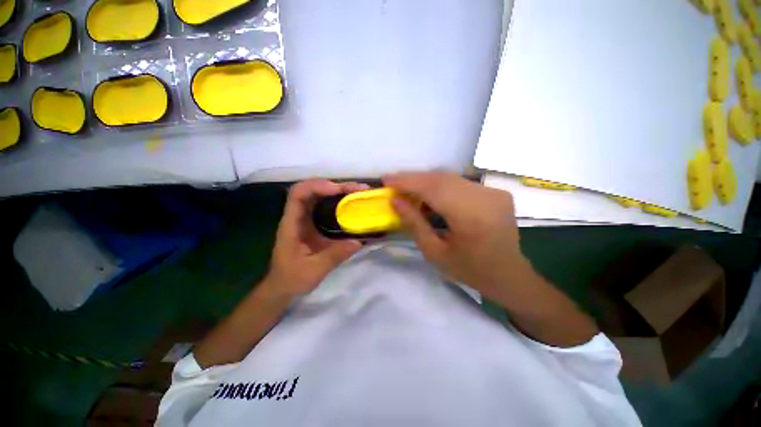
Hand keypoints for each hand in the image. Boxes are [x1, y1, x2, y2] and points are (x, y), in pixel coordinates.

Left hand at [264, 179, 368, 298]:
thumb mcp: (314, 270)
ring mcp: (305, 219)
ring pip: (319, 196)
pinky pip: (325, 206)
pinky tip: (352, 205)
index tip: (338, 190)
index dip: (317, 186)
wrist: (283, 287)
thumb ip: (335, 255)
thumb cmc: (293, 278)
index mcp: (292, 224)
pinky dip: (339, 201)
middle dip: (335, 186)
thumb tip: (358, 241)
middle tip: (357, 189)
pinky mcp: (313, 224)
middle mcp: (297, 216)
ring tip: (358, 193)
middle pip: (312, 190)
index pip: (298, 194)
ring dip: (339, 191)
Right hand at [383, 172, 526, 301]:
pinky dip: (440, 185)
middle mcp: (486, 197)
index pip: (434, 188)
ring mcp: (493, 192)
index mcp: (472, 217)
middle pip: (442, 178)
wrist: (509, 275)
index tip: (386, 179)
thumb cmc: (470, 270)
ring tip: (406, 189)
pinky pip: (460, 183)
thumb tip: (395, 201)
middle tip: (393, 183)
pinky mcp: (494, 191)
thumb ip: (414, 224)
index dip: (408, 181)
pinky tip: (428, 194)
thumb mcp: (435, 253)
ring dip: (425, 181)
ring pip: (450, 177)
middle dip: (413, 178)